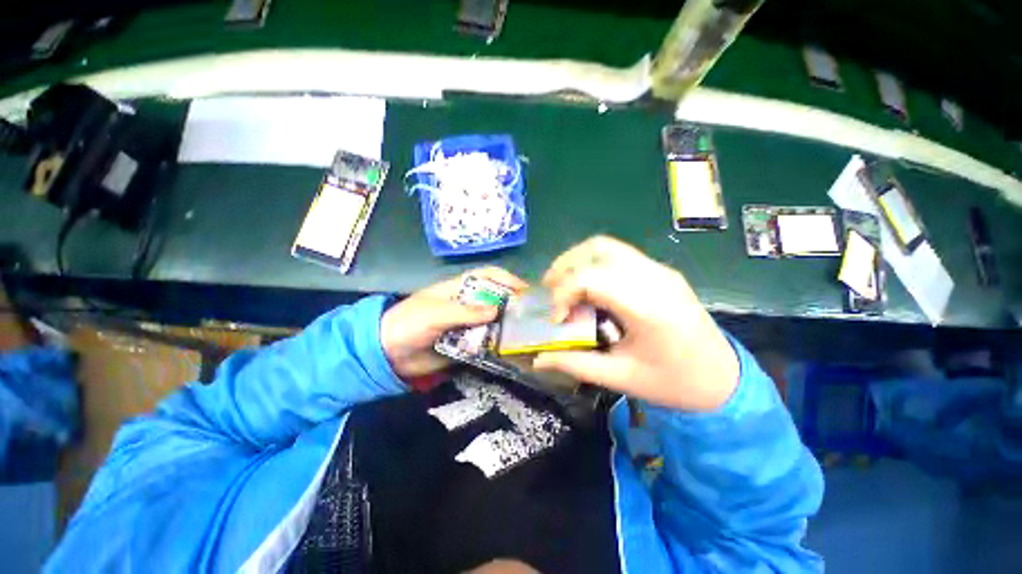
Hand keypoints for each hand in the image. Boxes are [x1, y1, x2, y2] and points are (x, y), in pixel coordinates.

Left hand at [381, 267, 527, 379]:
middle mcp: (469, 304)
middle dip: (514, 305)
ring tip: (527, 337)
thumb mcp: (435, 313)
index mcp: (460, 289)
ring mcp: (469, 325)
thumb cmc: (409, 323)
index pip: (489, 276)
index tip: (526, 291)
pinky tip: (511, 353)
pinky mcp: (467, 344)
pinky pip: (487, 343)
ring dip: (508, 328)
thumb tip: (497, 310)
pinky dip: (498, 346)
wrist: (388, 353)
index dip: (507, 279)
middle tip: (532, 318)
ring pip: (495, 322)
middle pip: (497, 299)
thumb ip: (465, 312)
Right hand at [533, 236, 738, 411]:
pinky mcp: (660, 271)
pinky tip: (586, 286)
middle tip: (548, 291)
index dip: (563, 293)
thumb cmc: (674, 383)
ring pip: (606, 246)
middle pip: (597, 250)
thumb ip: (576, 364)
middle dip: (564, 267)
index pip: (591, 278)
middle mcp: (654, 278)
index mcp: (648, 307)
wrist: (724, 379)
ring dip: (577, 260)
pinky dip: (592, 263)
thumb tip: (539, 360)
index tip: (555, 319)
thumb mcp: (622, 378)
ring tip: (562, 284)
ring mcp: (659, 270)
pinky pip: (617, 254)